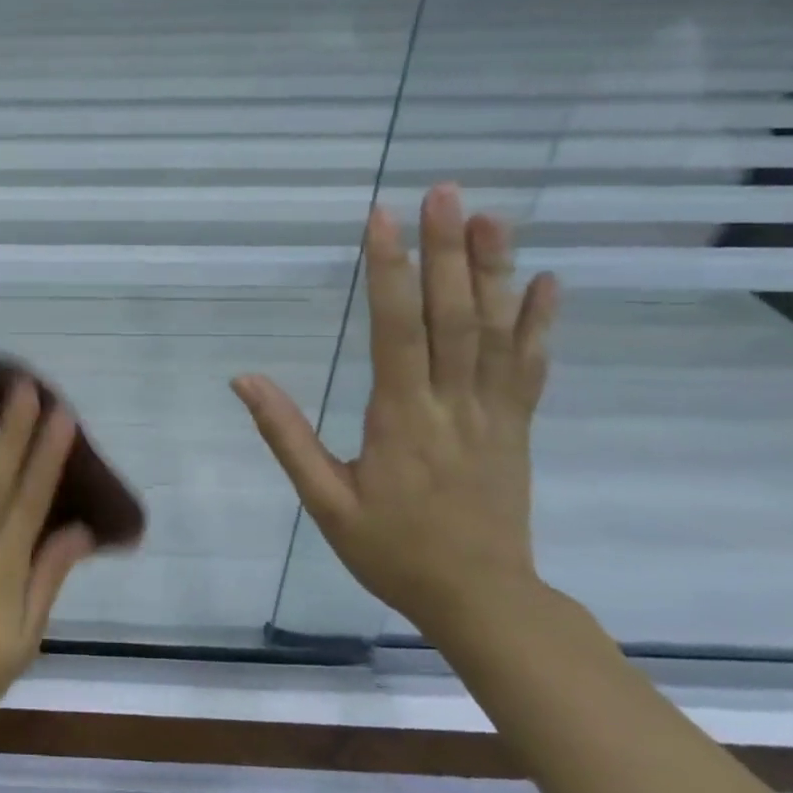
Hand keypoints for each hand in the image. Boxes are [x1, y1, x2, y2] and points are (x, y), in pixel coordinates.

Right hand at [232, 183, 559, 639]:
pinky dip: (540, 322)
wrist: (482, 599)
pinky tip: (548, 281)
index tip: (381, 219)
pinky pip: (532, 367)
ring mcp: (495, 413)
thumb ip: (286, 436)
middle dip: (445, 250)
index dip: (388, 271)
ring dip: (494, 270)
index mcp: (401, 419)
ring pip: (497, 332)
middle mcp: (454, 404)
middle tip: (442, 193)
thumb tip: (244, 380)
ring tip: (490, 215)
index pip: (395, 330)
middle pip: (453, 316)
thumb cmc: (392, 550)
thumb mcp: (325, 502)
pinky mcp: (518, 426)